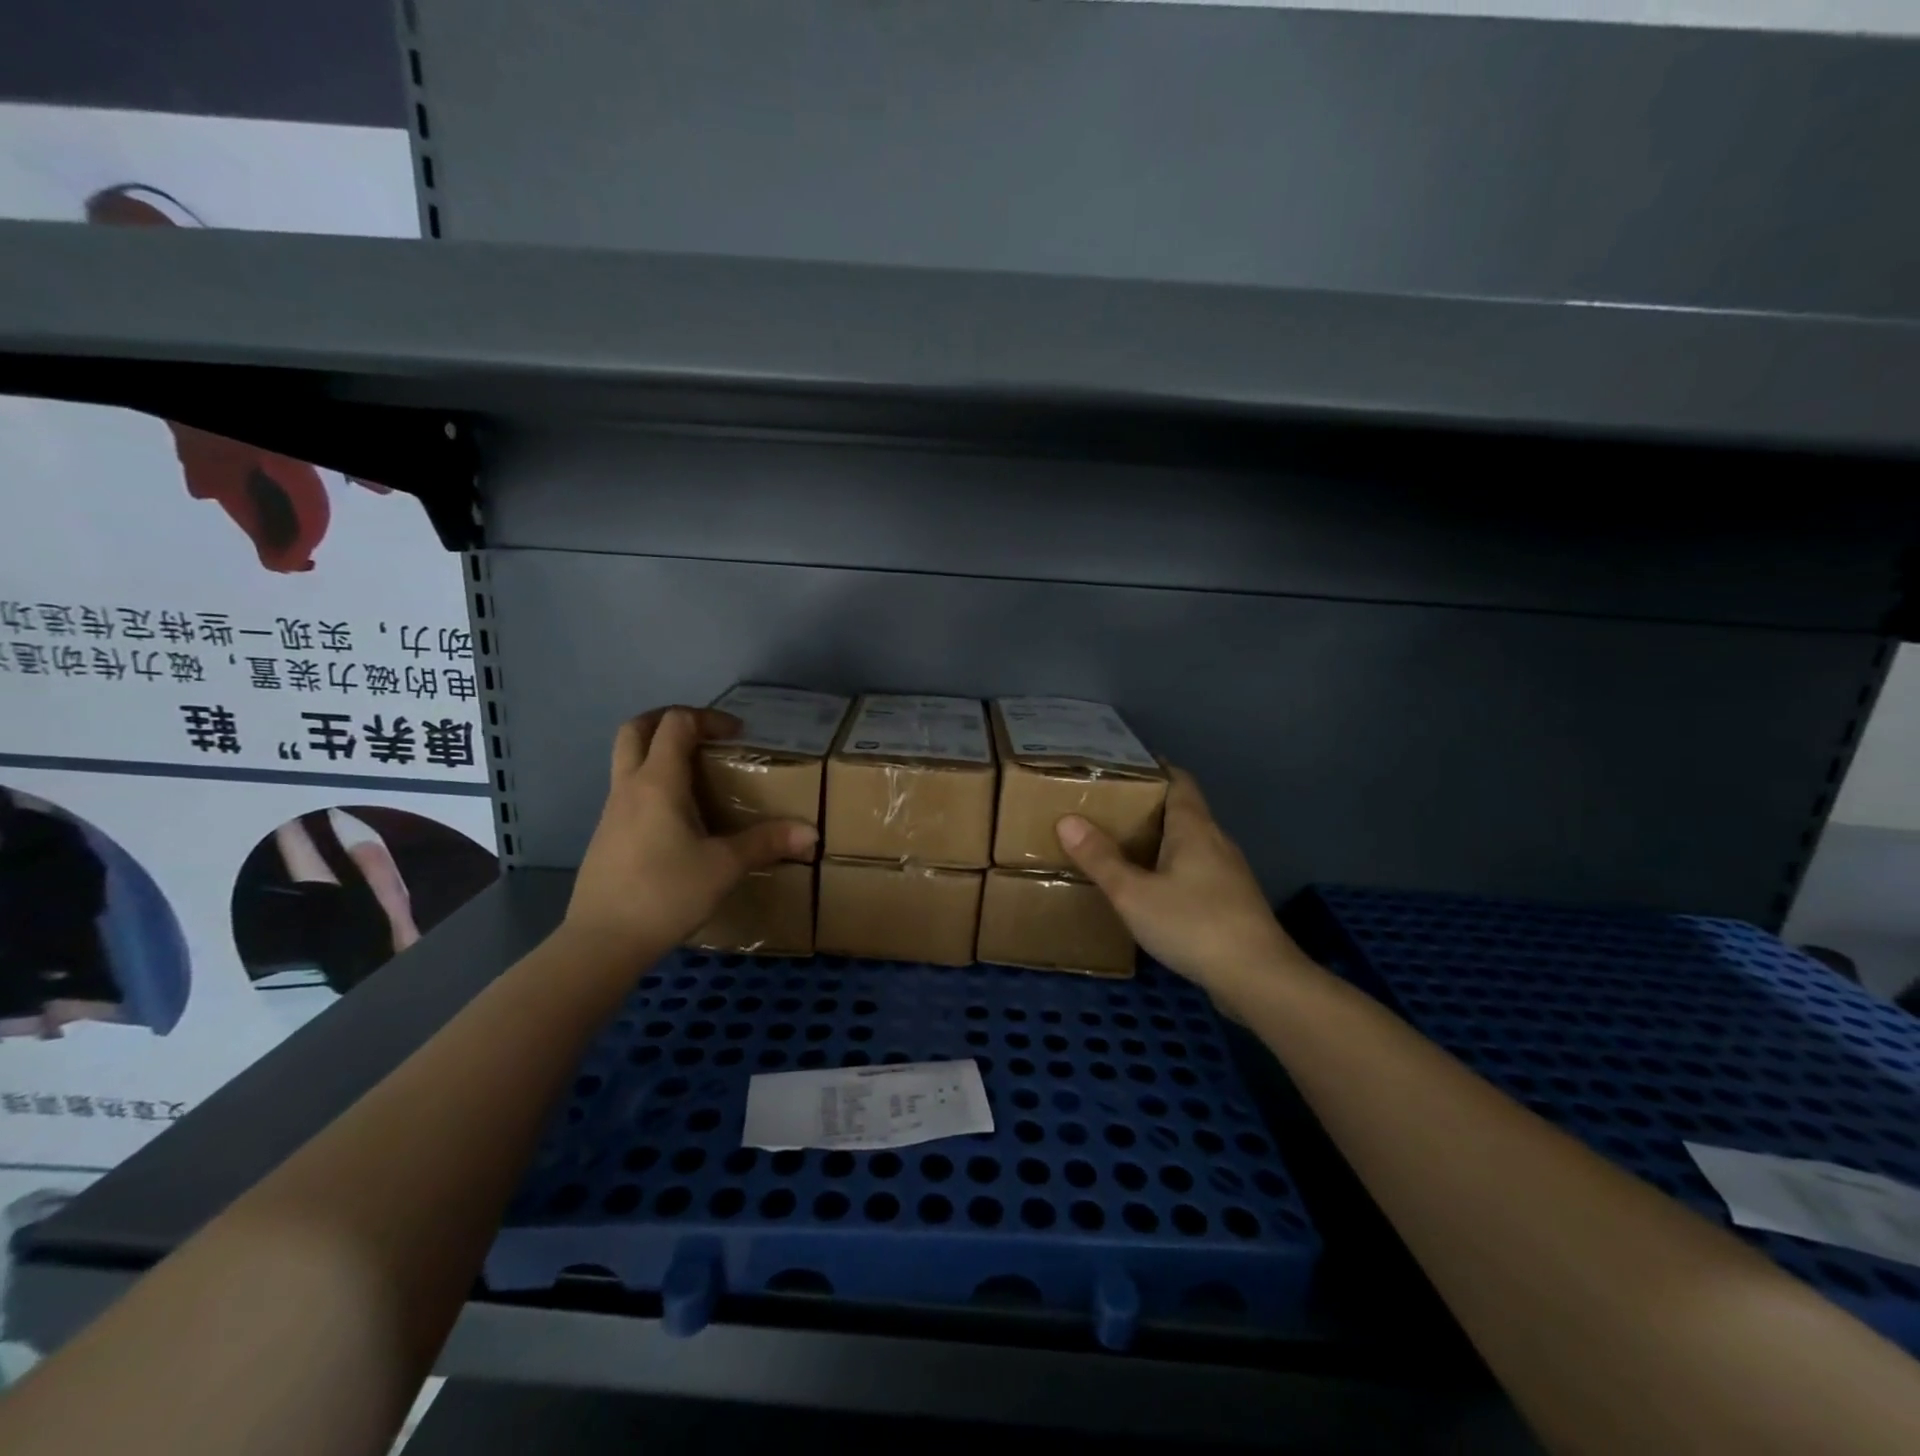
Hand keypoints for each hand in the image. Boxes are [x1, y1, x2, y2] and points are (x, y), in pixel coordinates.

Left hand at [565, 706, 817, 958]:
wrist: (602, 942)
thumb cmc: (665, 894)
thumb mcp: (724, 867)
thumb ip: (766, 843)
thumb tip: (812, 834)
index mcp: (657, 782)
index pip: (676, 724)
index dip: (708, 718)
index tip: (737, 734)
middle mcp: (629, 787)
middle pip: (636, 729)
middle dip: (669, 720)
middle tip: (703, 734)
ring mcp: (612, 812)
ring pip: (627, 760)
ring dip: (658, 752)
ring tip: (697, 776)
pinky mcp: (606, 837)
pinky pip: (628, 791)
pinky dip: (652, 784)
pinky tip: (679, 819)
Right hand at [1057, 768, 1306, 1000]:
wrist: (1258, 978)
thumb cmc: (1193, 924)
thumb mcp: (1133, 893)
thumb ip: (1100, 858)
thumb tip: (1067, 820)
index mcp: (1195, 828)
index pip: (1179, 781)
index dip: (1156, 769)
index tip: (1124, 766)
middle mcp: (1216, 842)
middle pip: (1183, 811)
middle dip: (1149, 807)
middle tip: (1108, 809)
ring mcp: (1229, 874)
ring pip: (1191, 844)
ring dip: (1161, 841)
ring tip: (1124, 847)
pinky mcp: (1233, 903)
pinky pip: (1197, 872)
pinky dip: (1173, 869)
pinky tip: (1153, 890)